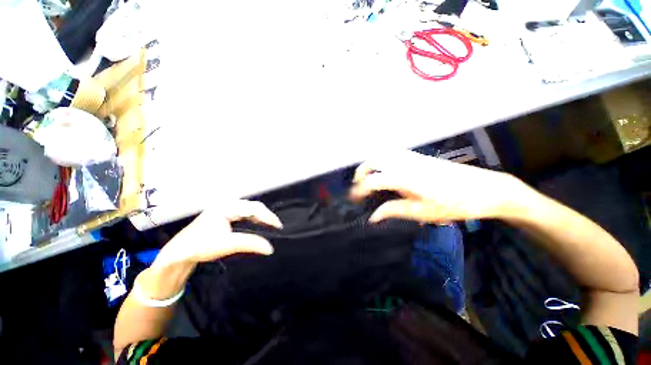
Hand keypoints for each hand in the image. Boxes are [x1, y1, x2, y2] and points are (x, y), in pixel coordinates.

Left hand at [153, 200, 282, 268]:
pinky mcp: (224, 215)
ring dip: (261, 217)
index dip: (268, 216)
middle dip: (266, 216)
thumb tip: (270, 248)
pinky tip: (258, 225)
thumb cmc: (200, 246)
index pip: (254, 208)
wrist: (178, 254)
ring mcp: (225, 209)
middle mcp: (227, 204)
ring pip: (249, 210)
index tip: (278, 227)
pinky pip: (244, 214)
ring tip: (270, 226)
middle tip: (276, 227)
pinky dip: (254, 220)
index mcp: (227, 207)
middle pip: (253, 207)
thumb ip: (251, 243)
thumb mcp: (227, 244)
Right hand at [351, 150, 522, 222]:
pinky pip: (393, 154)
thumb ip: (393, 211)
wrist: (484, 189)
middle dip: (361, 172)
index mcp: (404, 177)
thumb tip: (373, 217)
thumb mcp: (421, 212)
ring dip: (372, 164)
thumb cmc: (454, 204)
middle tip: (359, 187)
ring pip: (383, 154)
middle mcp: (405, 163)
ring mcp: (412, 157)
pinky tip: (386, 171)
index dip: (359, 190)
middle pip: (373, 160)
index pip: (372, 181)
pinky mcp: (419, 157)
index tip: (353, 200)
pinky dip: (383, 160)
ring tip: (369, 178)